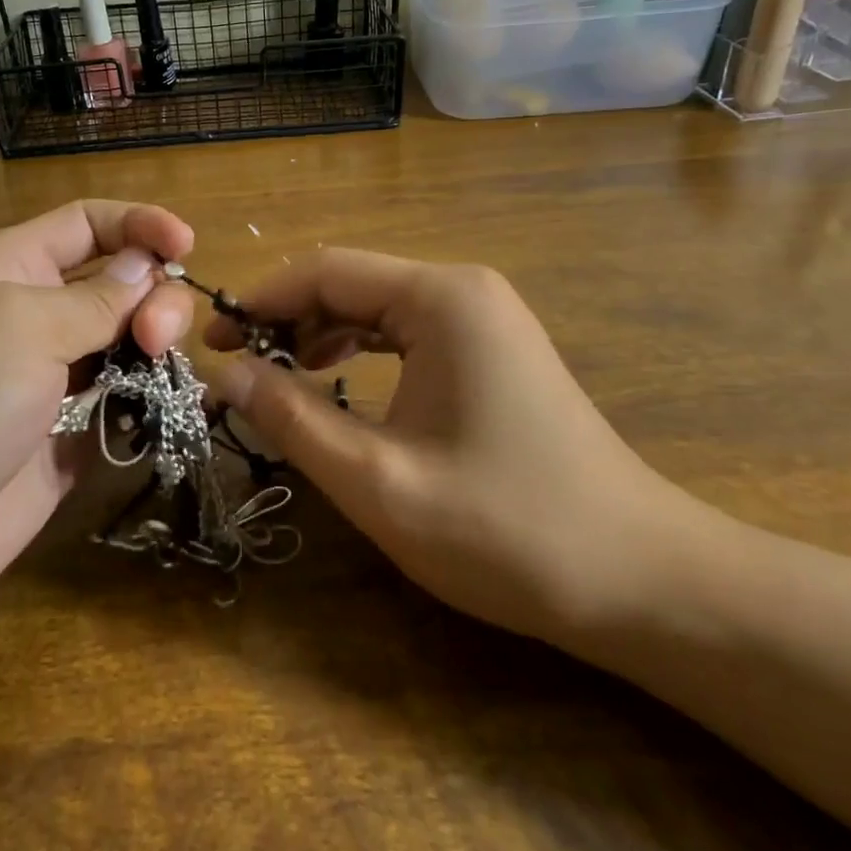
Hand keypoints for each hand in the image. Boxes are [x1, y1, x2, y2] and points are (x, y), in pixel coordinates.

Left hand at [0, 201, 195, 660]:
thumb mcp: (15, 326)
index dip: (137, 224)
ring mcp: (45, 386)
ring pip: (123, 346)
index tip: (188, 245)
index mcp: (6, 270)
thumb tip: (143, 270)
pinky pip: (117, 410)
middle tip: (158, 337)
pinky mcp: (60, 446)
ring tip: (159, 372)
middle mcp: (28, 320)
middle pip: (115, 284)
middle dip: (152, 296)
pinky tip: (158, 414)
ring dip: (154, 349)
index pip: (84, 225)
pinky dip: (144, 405)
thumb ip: (91, 299)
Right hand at [205, 250, 705, 646]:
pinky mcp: (490, 348)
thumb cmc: (506, 530)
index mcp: (440, 299)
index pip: (325, 271)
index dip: (259, 301)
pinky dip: (358, 350)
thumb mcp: (378, 480)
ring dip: (318, 334)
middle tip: (234, 368)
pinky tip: (332, 379)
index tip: (210, 343)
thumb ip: (292, 418)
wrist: (641, 579)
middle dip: (285, 319)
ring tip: (274, 377)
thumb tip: (226, 374)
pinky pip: (405, 330)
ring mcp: (483, 317)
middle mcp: (463, 289)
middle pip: (349, 282)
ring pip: (375, 305)